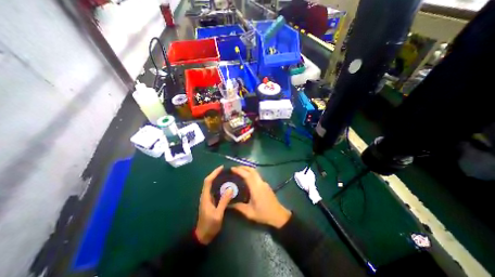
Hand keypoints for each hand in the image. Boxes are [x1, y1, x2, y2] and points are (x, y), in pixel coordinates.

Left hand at [196, 166, 233, 242]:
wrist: (202, 236)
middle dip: (216, 174)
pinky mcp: (210, 201)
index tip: (221, 168)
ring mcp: (207, 198)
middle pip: (209, 181)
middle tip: (225, 170)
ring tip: (226, 175)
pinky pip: (214, 190)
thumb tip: (230, 188)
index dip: (214, 173)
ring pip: (211, 185)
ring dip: (217, 178)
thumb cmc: (209, 225)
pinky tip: (225, 186)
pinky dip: (218, 185)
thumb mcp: (218, 214)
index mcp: (205, 196)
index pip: (208, 181)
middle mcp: (205, 195)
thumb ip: (224, 201)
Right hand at [232, 166, 290, 228]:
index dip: (240, 171)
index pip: (247, 175)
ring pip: (255, 172)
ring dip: (247, 169)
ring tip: (239, 171)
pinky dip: (251, 173)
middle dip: (243, 167)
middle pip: (252, 170)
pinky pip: (257, 176)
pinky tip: (246, 178)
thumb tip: (228, 204)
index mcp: (256, 188)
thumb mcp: (250, 213)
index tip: (232, 169)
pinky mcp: (266, 185)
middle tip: (235, 168)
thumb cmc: (264, 214)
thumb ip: (239, 207)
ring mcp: (264, 183)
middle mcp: (260, 183)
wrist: (278, 215)